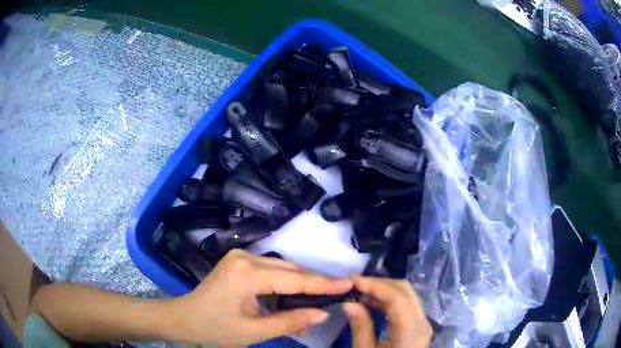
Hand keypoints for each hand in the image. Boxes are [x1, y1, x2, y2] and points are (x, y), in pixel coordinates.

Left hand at [165, 249, 353, 344]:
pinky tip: (292, 298)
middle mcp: (245, 258)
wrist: (184, 318)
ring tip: (319, 300)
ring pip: (282, 268)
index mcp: (247, 274)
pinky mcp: (239, 261)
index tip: (349, 283)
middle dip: (315, 282)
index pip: (295, 279)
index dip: (324, 283)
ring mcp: (240, 257)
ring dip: (300, 284)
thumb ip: (290, 322)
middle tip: (340, 292)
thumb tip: (322, 314)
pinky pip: (270, 269)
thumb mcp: (255, 331)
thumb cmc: (216, 328)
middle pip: (290, 269)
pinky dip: (284, 283)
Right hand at [343, 277, 431, 347]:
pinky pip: (406, 305)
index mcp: (411, 330)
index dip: (375, 285)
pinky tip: (372, 303)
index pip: (397, 297)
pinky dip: (389, 299)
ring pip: (407, 295)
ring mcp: (423, 323)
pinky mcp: (419, 326)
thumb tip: (349, 303)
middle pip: (405, 290)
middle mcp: (422, 321)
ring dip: (384, 290)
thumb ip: (361, 327)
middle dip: (379, 283)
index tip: (352, 282)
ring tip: (360, 292)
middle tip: (355, 285)